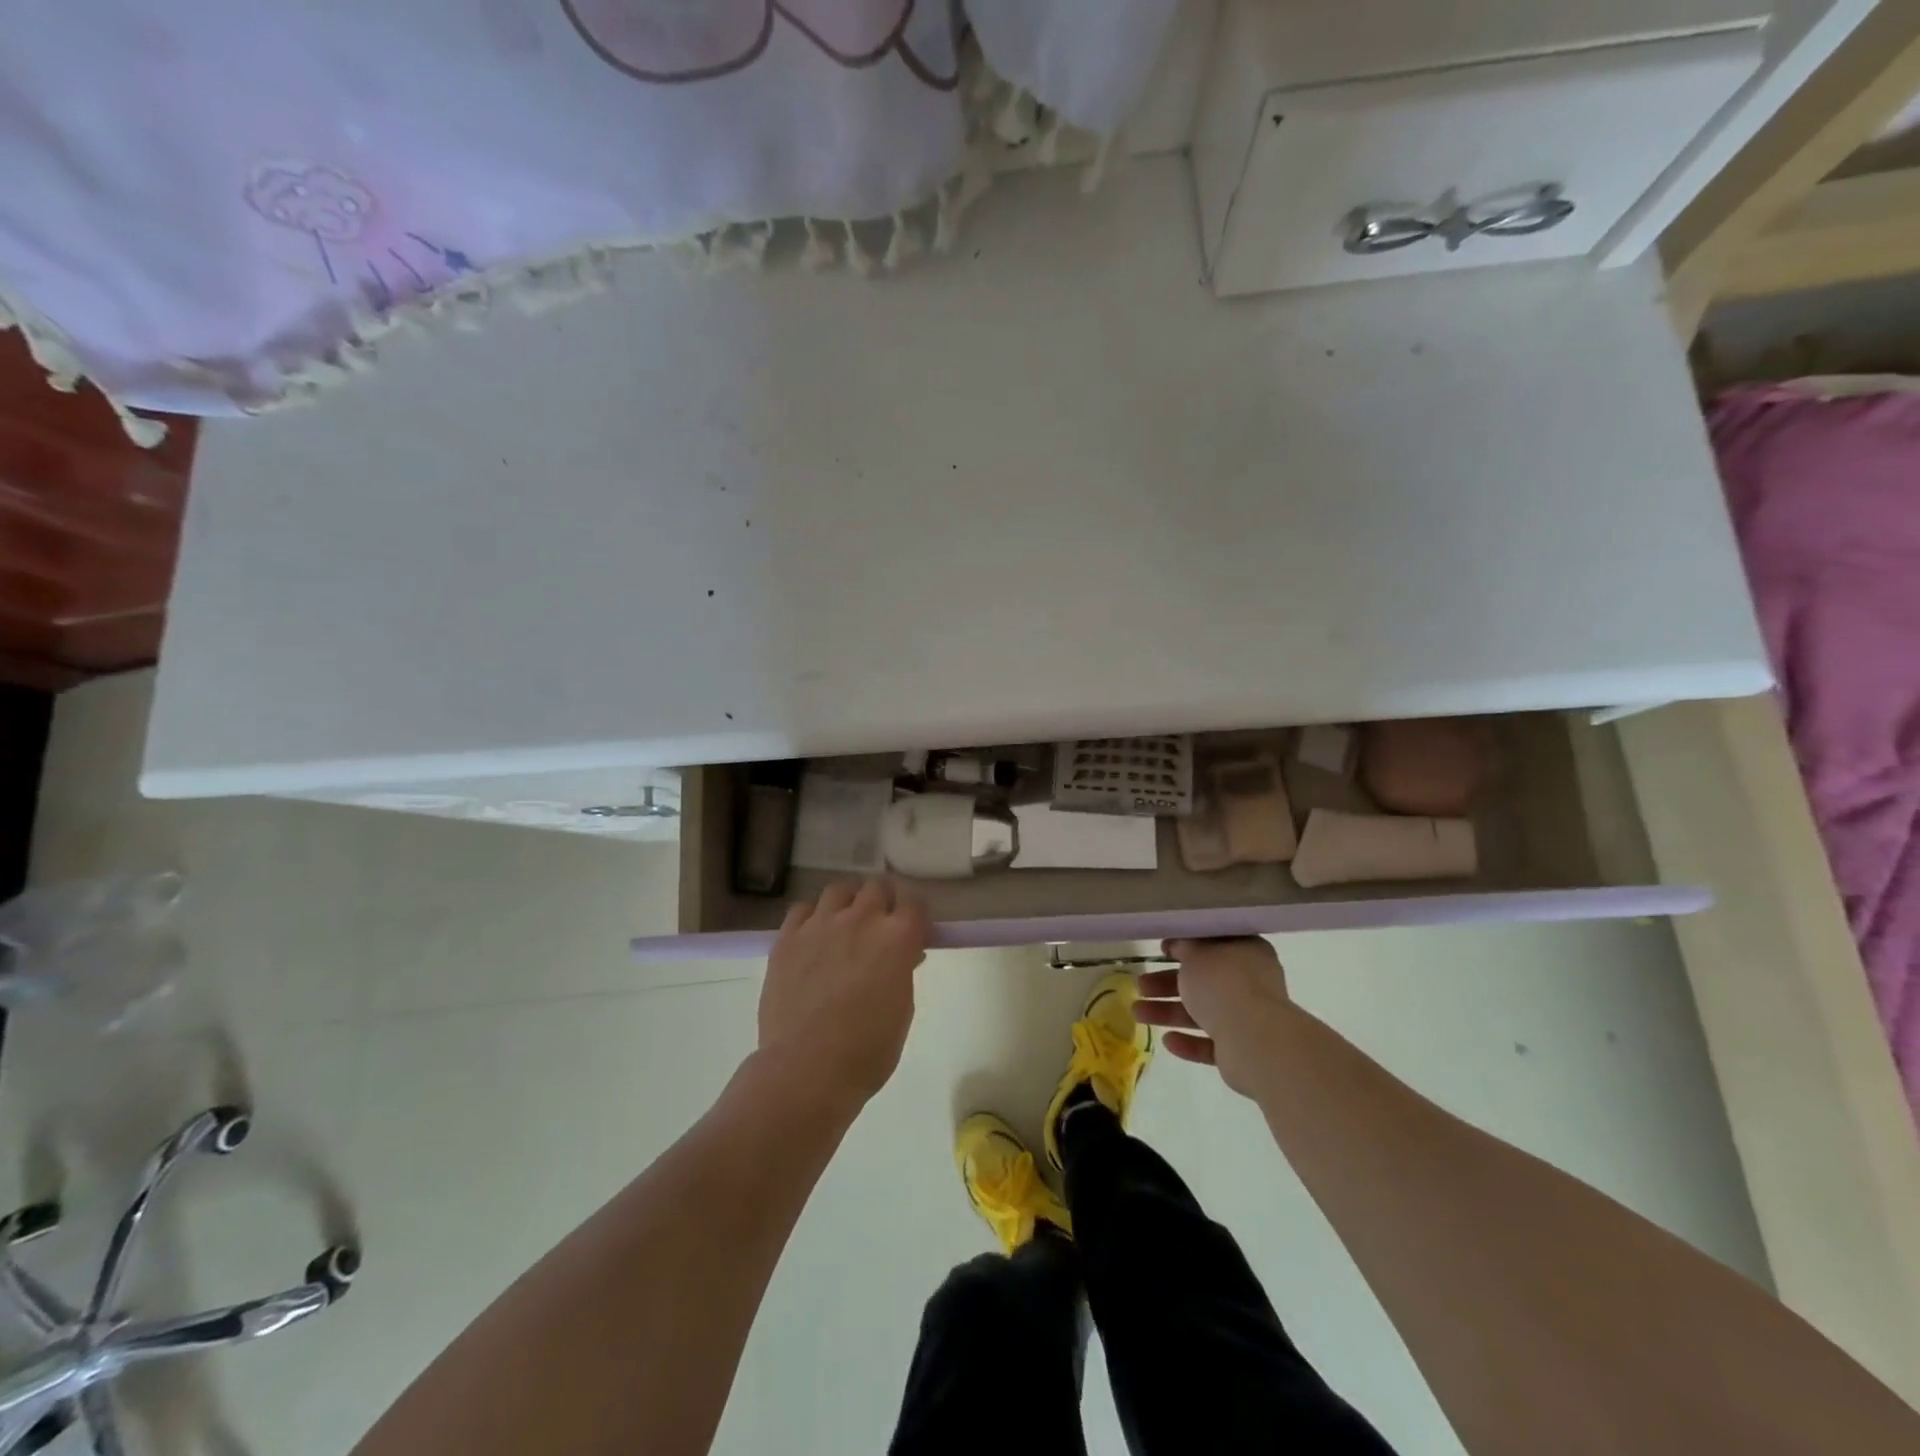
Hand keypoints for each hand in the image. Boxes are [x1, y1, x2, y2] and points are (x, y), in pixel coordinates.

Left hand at [757, 881, 929, 1106]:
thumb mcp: (902, 1009)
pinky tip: (812, 937)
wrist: (807, 1069)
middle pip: (877, 887)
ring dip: (848, 902)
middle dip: (883, 901)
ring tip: (845, 924)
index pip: (915, 904)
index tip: (913, 932)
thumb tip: (901, 956)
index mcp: (897, 937)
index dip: (915, 917)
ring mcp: (821, 924)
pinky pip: (802, 909)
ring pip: (839, 889)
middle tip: (880, 926)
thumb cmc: (867, 1050)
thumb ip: (902, 971)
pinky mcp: (788, 937)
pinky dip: (811, 917)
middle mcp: (861, 919)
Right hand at [1134, 937, 1294, 1096]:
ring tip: (1138, 1014)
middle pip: (1203, 981)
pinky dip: (1189, 1042)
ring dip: (1170, 1012)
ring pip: (1203, 1012)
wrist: (1254, 1040)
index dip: (1187, 945)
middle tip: (1141, 986)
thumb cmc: (1223, 984)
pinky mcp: (1242, 1051)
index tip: (1163, 950)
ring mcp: (1248, 1018)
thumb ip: (1184, 947)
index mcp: (1246, 952)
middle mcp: (1251, 983)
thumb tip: (1178, 944)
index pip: (1215, 944)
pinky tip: (1167, 1041)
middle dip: (1168, 984)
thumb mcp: (1195, 954)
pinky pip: (1211, 1043)